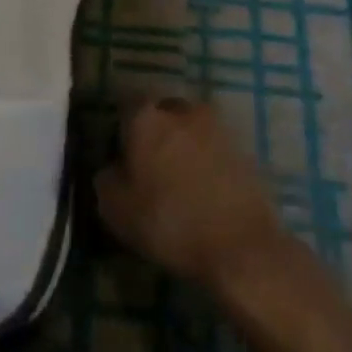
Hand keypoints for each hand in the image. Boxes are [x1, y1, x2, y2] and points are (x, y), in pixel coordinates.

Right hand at [95, 99, 291, 292]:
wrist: (242, 247)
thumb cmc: (169, 222)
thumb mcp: (115, 209)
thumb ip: (106, 178)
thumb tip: (114, 168)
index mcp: (147, 117)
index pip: (126, 105)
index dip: (121, 129)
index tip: (120, 154)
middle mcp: (183, 109)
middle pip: (163, 112)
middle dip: (156, 133)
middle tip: (151, 166)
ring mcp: (219, 126)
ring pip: (192, 129)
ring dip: (185, 146)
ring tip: (181, 181)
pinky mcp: (246, 148)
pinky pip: (216, 148)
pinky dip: (209, 162)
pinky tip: (206, 190)